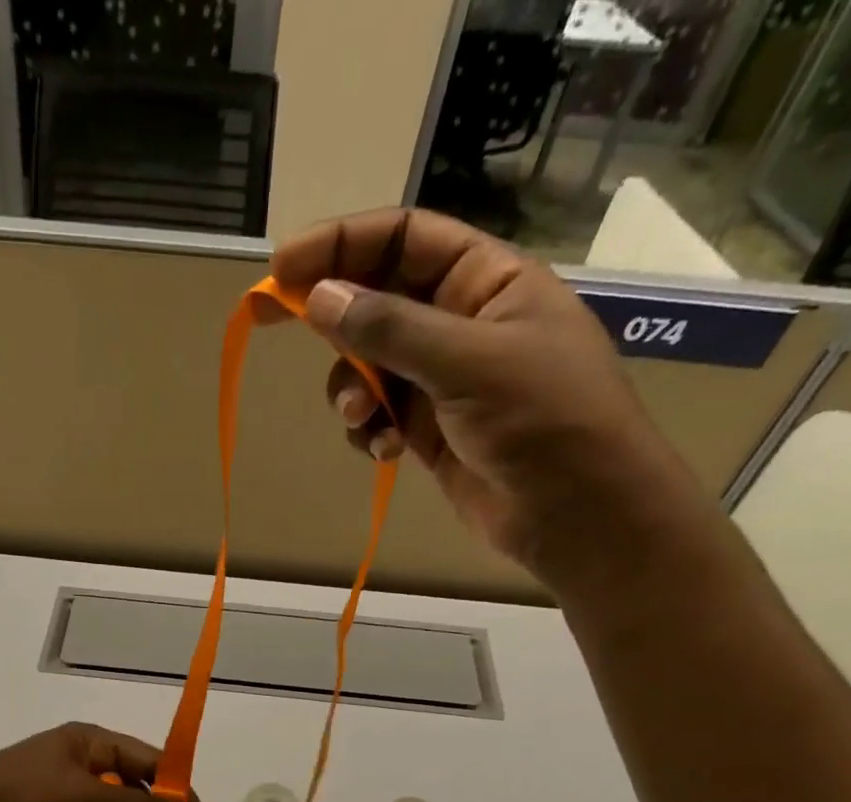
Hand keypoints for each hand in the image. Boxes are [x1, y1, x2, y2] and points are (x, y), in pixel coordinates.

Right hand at [268, 208, 703, 592]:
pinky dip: (371, 432)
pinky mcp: (427, 432)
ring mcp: (441, 381)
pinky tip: (386, 451)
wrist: (576, 511)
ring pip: (368, 367)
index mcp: (485, 281)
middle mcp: (459, 323)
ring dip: (352, 392)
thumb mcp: (468, 362)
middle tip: (274, 322)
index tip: (283, 267)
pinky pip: (378, 417)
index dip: (341, 244)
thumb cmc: (543, 419)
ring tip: (363, 420)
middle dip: (334, 320)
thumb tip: (317, 298)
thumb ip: (390, 329)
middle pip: (376, 300)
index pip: (403, 240)